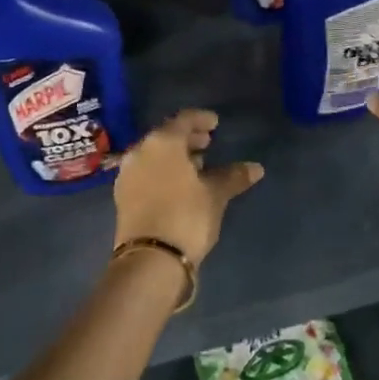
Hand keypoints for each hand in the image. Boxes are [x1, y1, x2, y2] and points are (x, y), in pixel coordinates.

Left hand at [113, 110, 263, 264]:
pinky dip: (162, 171)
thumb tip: (256, 168)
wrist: (150, 260)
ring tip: (197, 164)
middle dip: (187, 138)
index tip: (215, 123)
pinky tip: (178, 184)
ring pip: (154, 154)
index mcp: (163, 142)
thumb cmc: (186, 217)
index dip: (201, 119)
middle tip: (207, 142)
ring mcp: (128, 174)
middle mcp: (140, 151)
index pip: (183, 120)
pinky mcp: (123, 196)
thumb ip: (233, 176)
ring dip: (175, 156)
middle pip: (166, 136)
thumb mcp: (215, 195)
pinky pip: (146, 172)